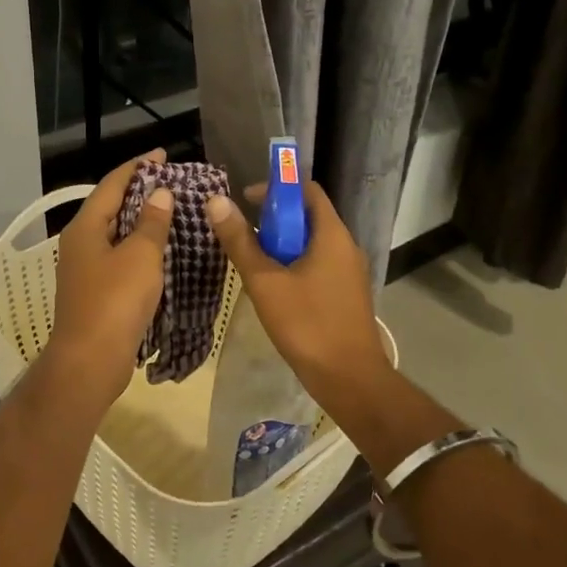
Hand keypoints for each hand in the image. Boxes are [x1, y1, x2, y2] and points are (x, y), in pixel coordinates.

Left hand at [42, 150, 173, 404]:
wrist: (90, 361)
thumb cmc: (115, 301)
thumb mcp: (141, 256)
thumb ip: (151, 223)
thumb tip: (160, 194)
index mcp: (86, 227)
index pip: (112, 184)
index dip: (138, 167)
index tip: (162, 156)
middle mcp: (81, 242)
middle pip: (112, 207)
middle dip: (142, 193)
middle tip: (173, 184)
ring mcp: (86, 268)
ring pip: (117, 234)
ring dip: (143, 222)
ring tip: (173, 213)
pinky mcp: (96, 291)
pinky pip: (120, 258)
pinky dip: (141, 249)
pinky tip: (163, 252)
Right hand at [205, 180, 392, 416]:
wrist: (349, 378)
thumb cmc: (307, 324)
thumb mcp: (265, 282)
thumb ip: (241, 241)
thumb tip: (217, 202)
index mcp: (332, 235)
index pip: (307, 191)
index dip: (277, 188)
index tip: (246, 201)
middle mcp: (345, 247)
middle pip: (308, 216)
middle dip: (274, 220)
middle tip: (243, 235)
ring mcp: (349, 272)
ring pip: (311, 244)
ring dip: (282, 245)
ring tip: (252, 262)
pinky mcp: (346, 293)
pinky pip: (318, 265)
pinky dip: (294, 265)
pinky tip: (273, 288)